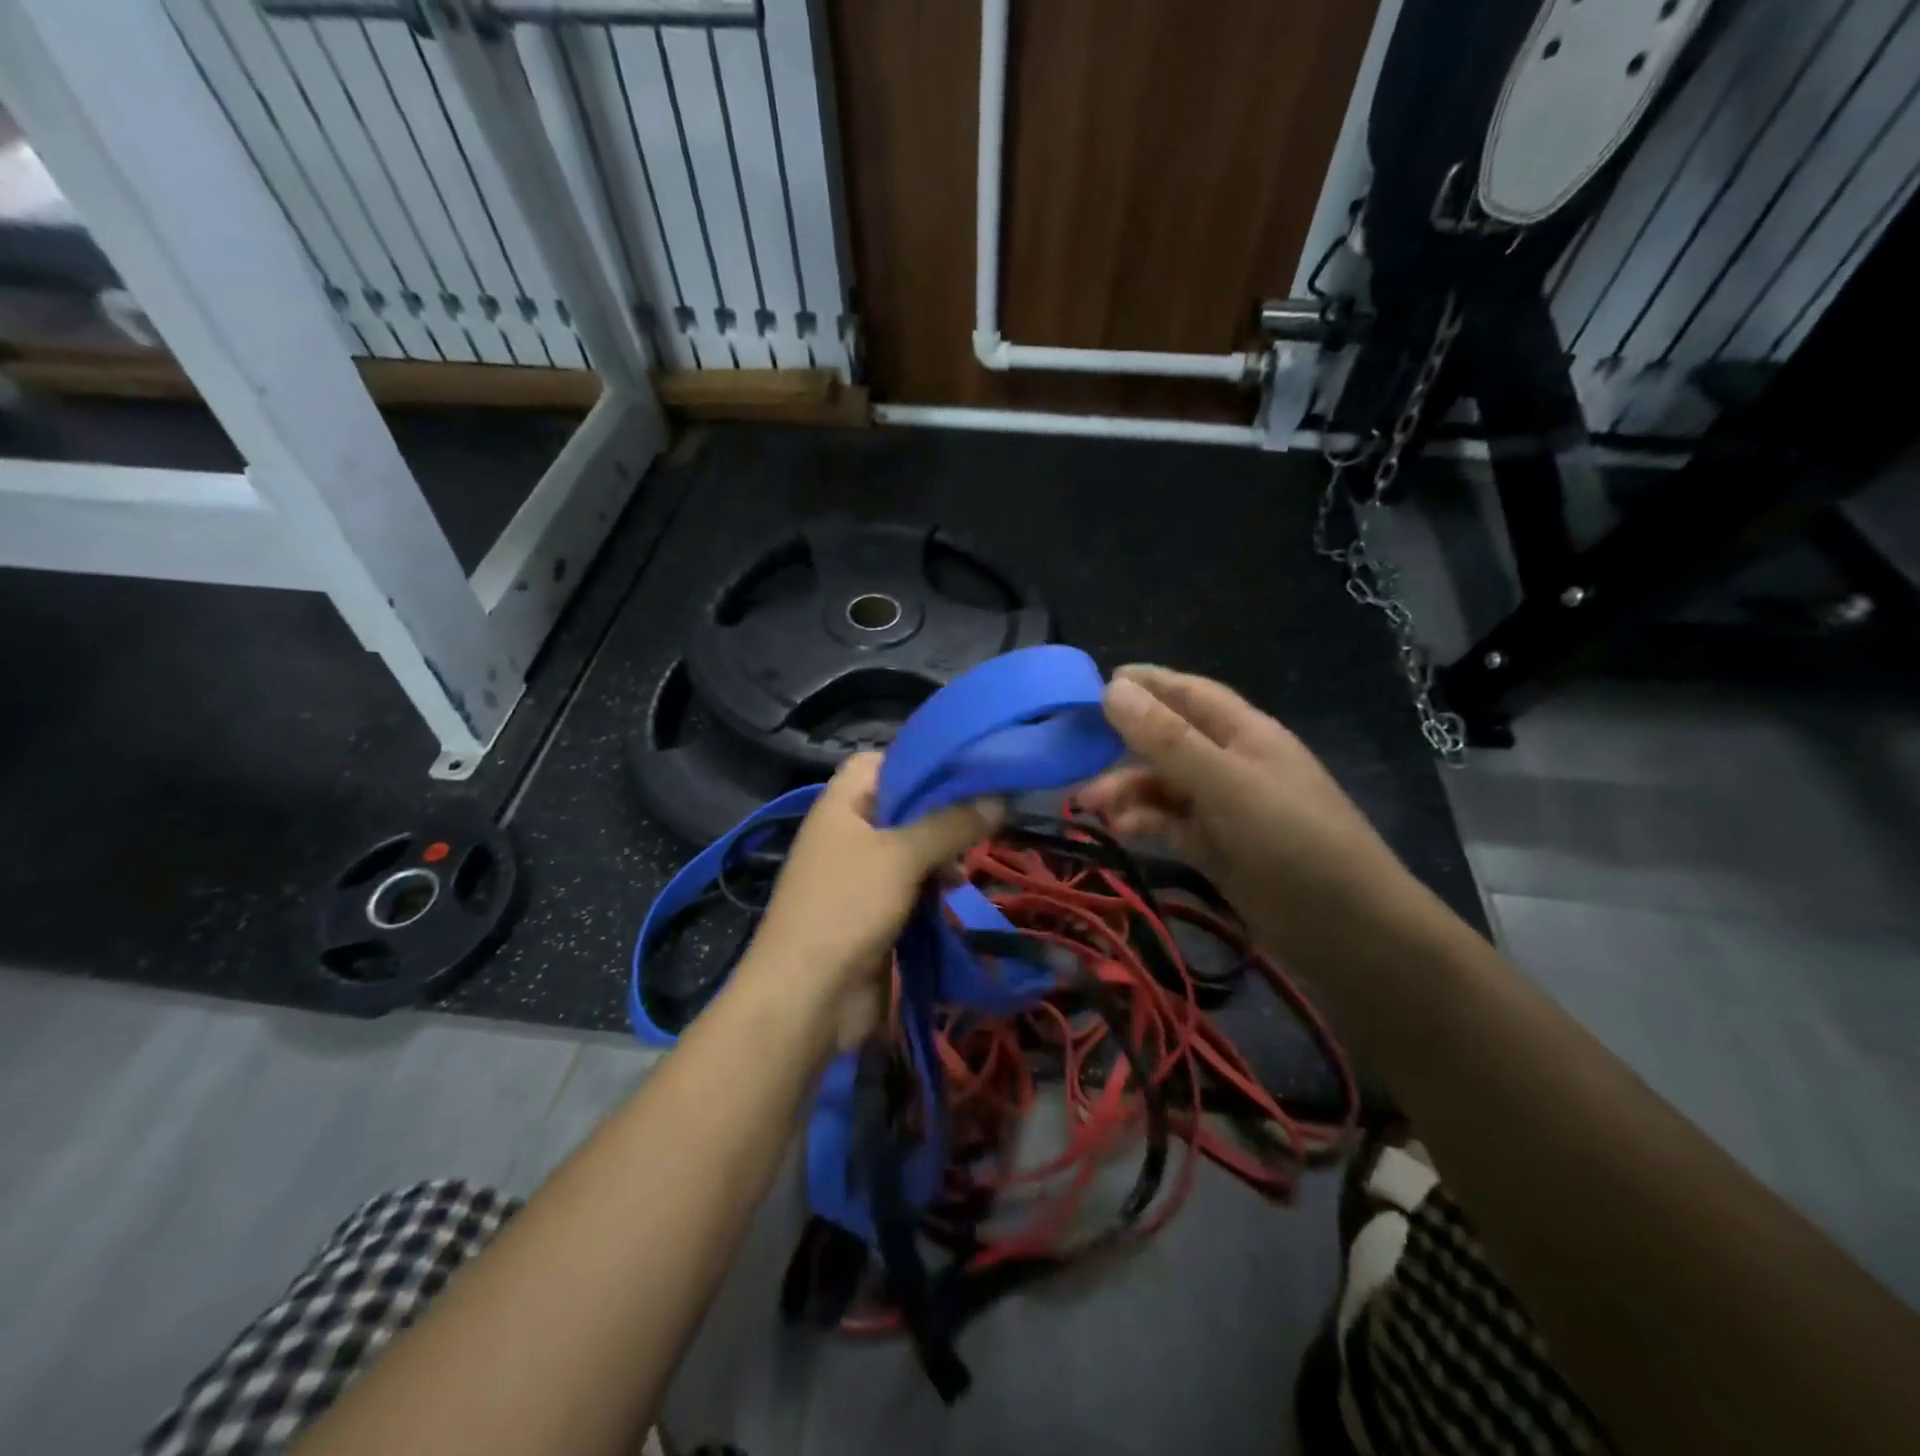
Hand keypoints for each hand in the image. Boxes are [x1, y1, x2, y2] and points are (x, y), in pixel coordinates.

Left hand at [738, 753, 1002, 1048]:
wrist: (807, 998)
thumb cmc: (847, 908)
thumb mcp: (902, 856)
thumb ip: (951, 823)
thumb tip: (999, 796)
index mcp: (841, 805)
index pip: (877, 761)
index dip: (916, 759)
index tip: (962, 768)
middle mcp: (848, 833)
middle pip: (900, 806)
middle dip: (941, 811)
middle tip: (983, 816)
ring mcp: (859, 875)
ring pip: (910, 848)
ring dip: (941, 853)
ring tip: (967, 864)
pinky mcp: (873, 911)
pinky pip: (910, 885)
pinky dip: (932, 885)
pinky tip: (954, 891)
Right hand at [1078, 665, 1434, 978]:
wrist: (1348, 931)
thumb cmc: (1293, 841)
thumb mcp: (1226, 784)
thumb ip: (1167, 740)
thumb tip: (1112, 688)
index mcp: (1245, 734)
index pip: (1189, 694)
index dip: (1147, 684)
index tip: (1096, 683)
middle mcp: (1233, 764)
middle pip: (1170, 741)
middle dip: (1124, 745)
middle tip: (1074, 753)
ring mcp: (1226, 809)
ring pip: (1165, 786)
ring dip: (1128, 789)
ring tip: (1088, 805)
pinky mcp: (1218, 849)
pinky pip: (1171, 824)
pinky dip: (1144, 821)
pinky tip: (1120, 829)